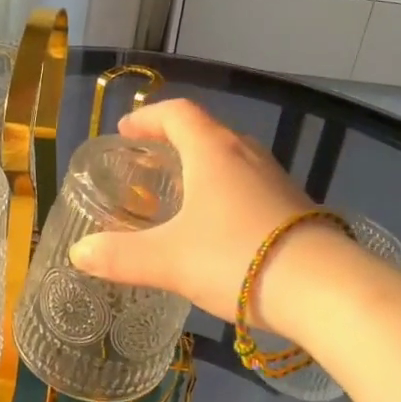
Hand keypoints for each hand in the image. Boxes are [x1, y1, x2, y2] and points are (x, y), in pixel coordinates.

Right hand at [70, 98, 323, 326]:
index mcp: (213, 151)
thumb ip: (120, 256)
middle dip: (175, 142)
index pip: (178, 114)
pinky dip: (228, 192)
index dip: (148, 118)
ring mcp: (277, 179)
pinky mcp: (295, 206)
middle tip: (151, 163)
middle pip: (207, 132)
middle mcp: (247, 155)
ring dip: (205, 167)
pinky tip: (221, 228)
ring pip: (233, 160)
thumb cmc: (235, 257)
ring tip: (184, 194)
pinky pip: (252, 185)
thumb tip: (78, 253)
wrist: (322, 288)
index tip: (127, 131)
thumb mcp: (168, 260)